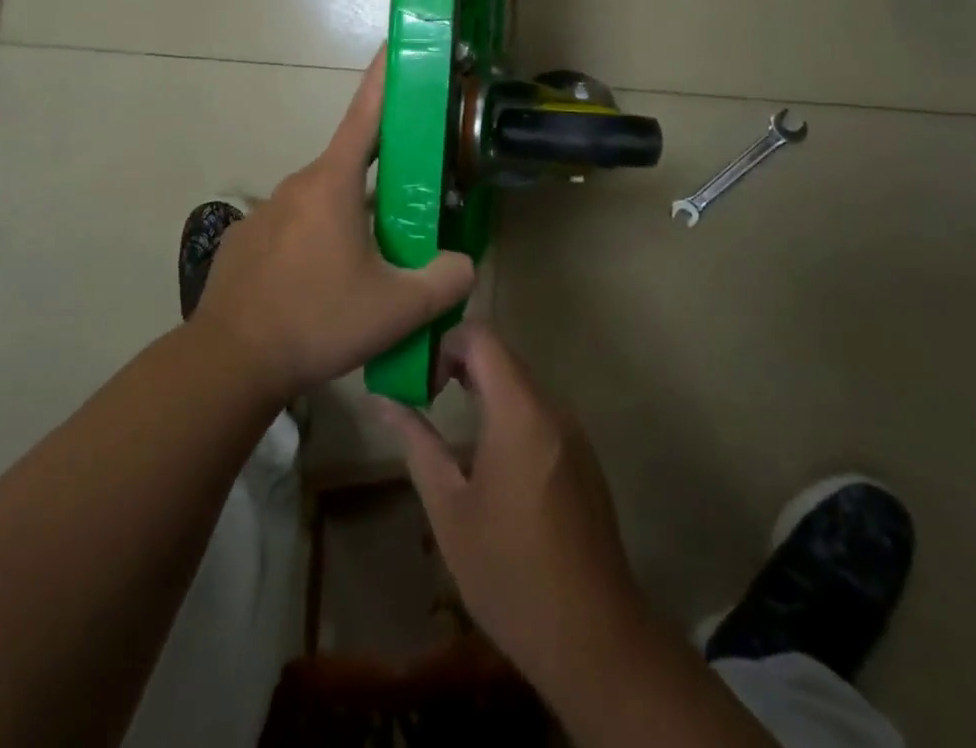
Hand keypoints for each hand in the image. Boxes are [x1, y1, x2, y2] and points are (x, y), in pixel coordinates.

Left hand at [189, 49, 475, 402]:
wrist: (229, 361)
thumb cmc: (316, 319)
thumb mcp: (397, 308)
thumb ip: (445, 281)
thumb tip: (463, 264)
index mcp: (333, 183)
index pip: (367, 114)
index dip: (385, 77)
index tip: (396, 44)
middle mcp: (297, 185)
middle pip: (351, 167)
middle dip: (384, 179)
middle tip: (411, 211)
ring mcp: (266, 212)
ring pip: (323, 203)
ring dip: (350, 220)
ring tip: (369, 269)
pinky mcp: (247, 241)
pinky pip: (294, 230)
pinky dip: (316, 245)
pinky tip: (321, 290)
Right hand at [377, 323, 647, 689]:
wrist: (594, 640)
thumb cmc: (509, 571)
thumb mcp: (449, 508)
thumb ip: (416, 442)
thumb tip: (382, 400)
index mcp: (519, 412)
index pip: (482, 336)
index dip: (444, 341)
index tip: (420, 377)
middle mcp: (552, 409)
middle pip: (502, 356)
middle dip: (458, 363)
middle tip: (423, 394)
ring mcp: (574, 432)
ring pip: (521, 383)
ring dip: (482, 388)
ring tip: (447, 420)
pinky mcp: (583, 457)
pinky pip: (539, 412)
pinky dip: (508, 412)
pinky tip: (487, 456)